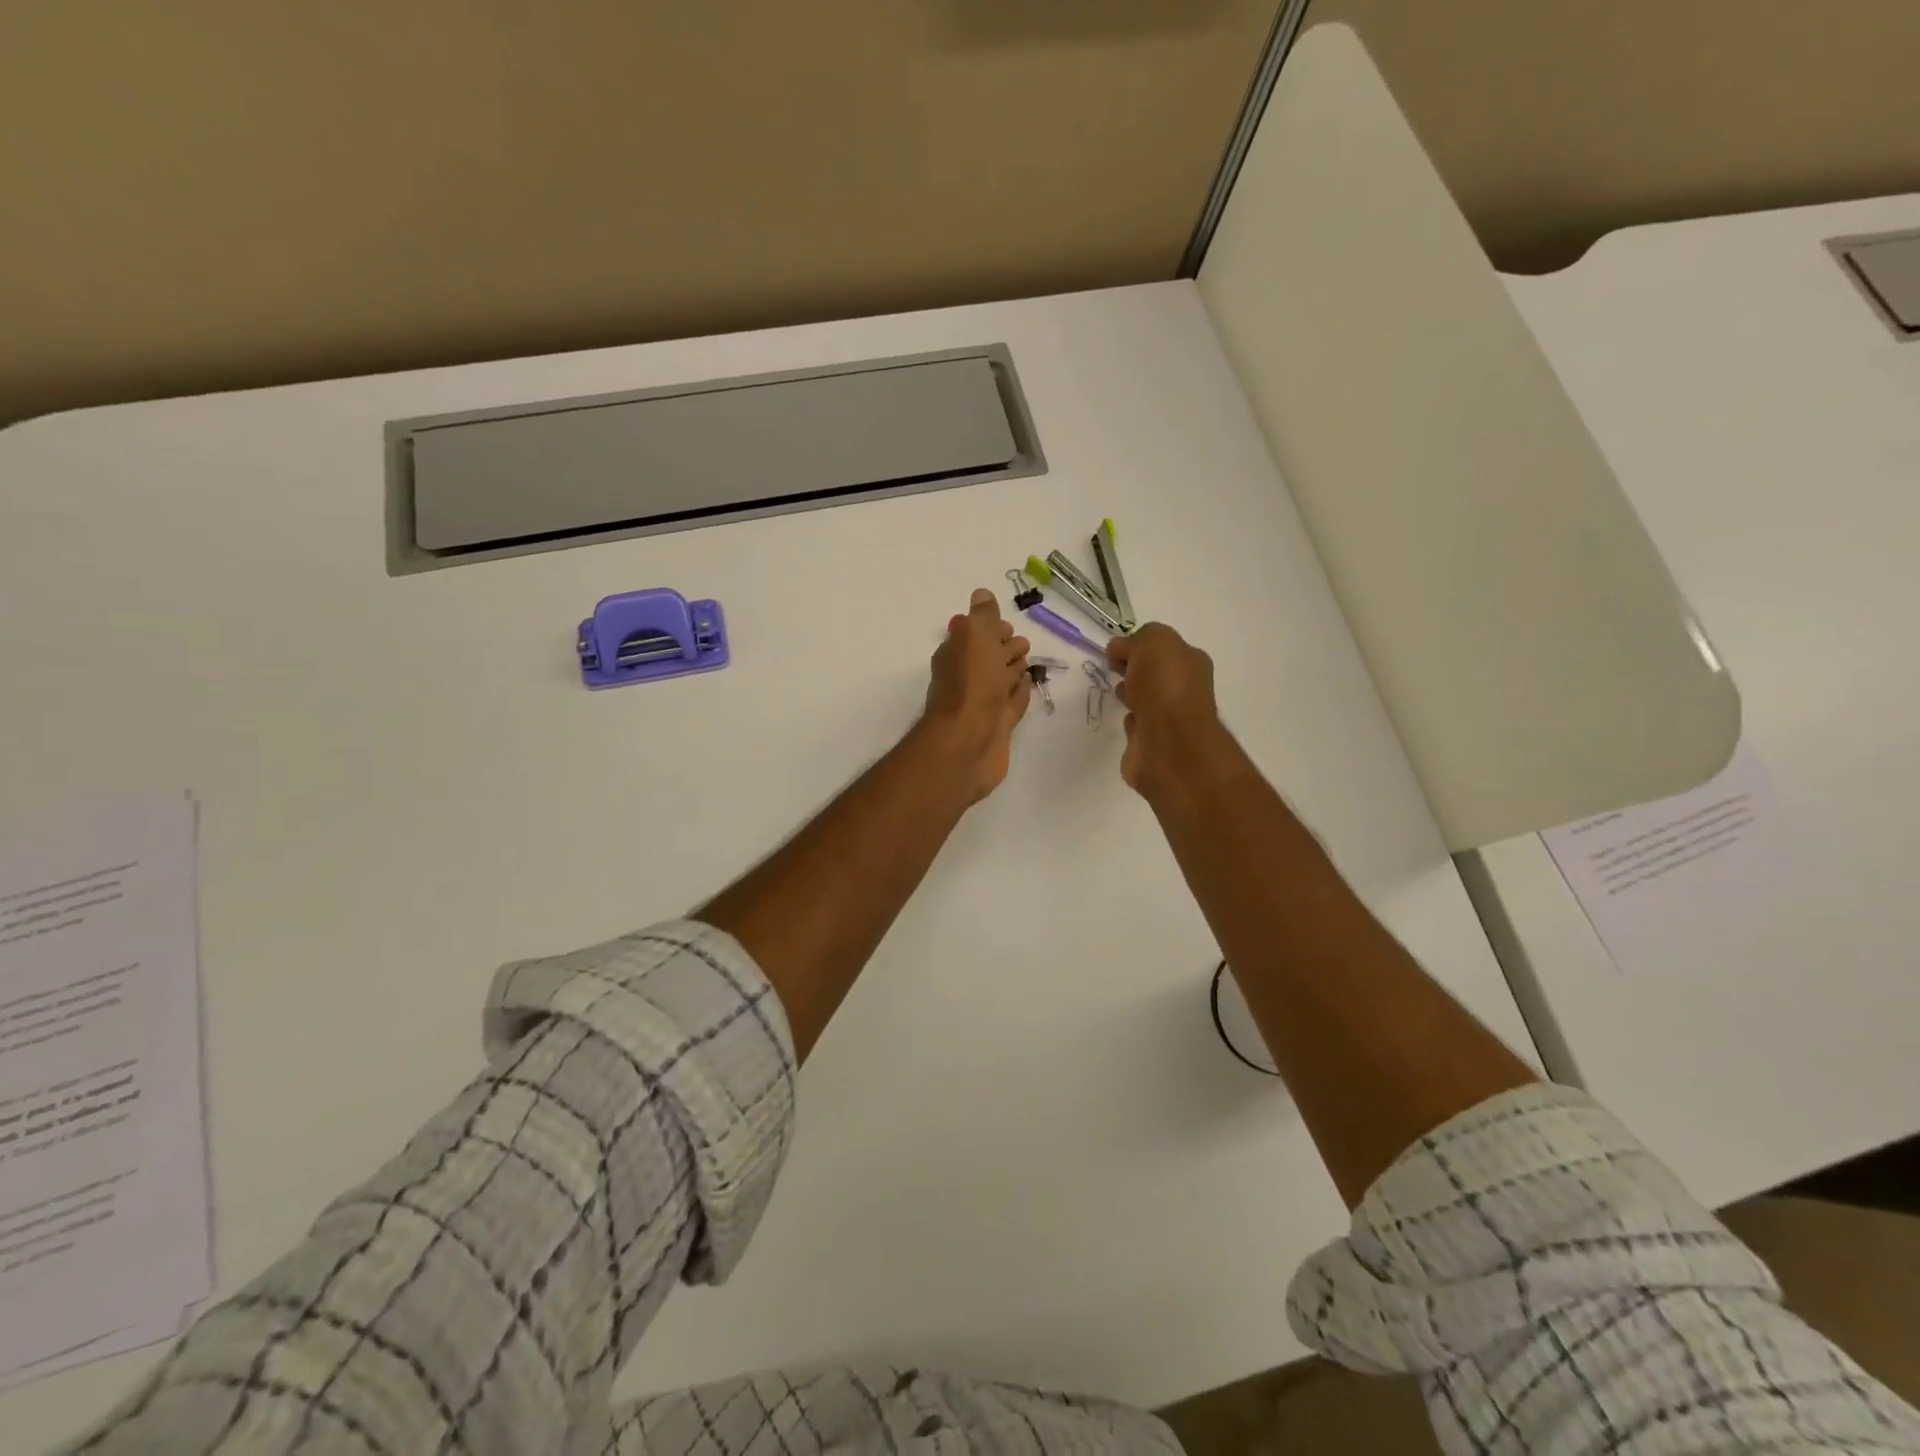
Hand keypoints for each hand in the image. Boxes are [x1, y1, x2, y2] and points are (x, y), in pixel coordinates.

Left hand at [920, 588, 1032, 801]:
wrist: (968, 743)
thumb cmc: (971, 685)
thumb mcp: (975, 637)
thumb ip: (982, 616)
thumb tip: (982, 594)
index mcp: (955, 655)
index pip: (972, 635)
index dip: (989, 628)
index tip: (1007, 627)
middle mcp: (965, 678)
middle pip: (987, 658)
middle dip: (1003, 648)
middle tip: (1022, 644)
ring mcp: (982, 704)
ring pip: (1000, 680)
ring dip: (1012, 669)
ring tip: (1028, 662)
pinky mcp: (997, 727)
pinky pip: (1011, 704)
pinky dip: (1019, 693)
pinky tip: (1028, 686)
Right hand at [1107, 624, 1225, 797]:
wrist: (1168, 743)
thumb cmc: (1164, 687)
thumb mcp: (1154, 642)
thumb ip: (1138, 639)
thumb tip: (1120, 649)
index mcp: (1190, 662)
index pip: (1162, 647)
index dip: (1138, 646)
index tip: (1115, 652)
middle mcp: (1185, 689)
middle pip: (1154, 673)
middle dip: (1134, 669)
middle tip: (1114, 670)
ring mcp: (1170, 719)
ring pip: (1146, 700)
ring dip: (1132, 694)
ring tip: (1119, 694)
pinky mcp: (1153, 744)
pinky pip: (1139, 726)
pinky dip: (1132, 721)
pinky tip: (1127, 720)